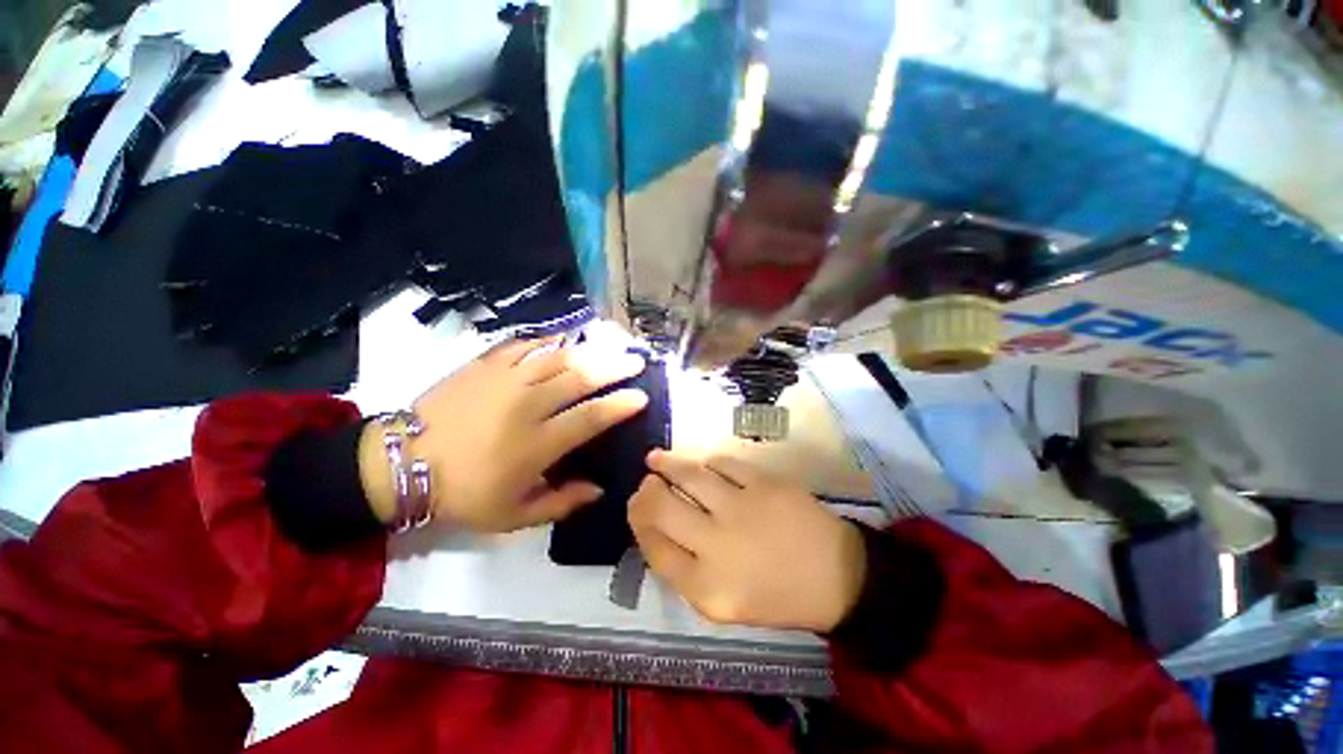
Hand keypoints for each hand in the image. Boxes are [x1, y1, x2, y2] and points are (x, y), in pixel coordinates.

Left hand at [359, 338, 647, 532]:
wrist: (401, 464)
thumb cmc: (462, 494)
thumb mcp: (513, 516)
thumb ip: (561, 502)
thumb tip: (599, 488)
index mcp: (536, 444)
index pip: (590, 418)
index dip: (619, 405)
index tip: (641, 397)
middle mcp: (527, 406)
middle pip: (580, 378)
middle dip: (614, 367)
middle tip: (636, 361)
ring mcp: (505, 380)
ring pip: (557, 357)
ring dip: (589, 350)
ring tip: (610, 345)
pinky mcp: (485, 365)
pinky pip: (524, 346)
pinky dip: (548, 341)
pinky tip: (564, 340)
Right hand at [629, 450, 865, 631]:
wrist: (838, 577)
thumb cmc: (779, 597)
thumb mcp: (724, 604)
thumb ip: (686, 571)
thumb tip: (658, 528)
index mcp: (706, 588)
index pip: (654, 546)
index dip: (638, 522)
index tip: (637, 508)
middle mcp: (717, 546)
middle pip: (662, 507)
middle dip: (645, 492)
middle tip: (646, 483)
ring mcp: (742, 508)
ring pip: (689, 475)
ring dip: (666, 463)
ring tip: (655, 459)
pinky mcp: (764, 483)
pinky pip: (723, 463)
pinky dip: (709, 462)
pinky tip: (704, 464)